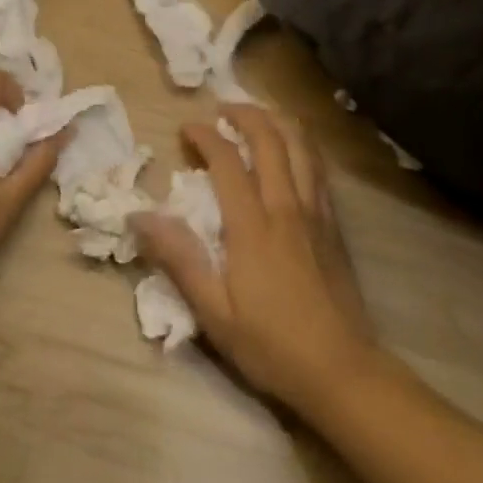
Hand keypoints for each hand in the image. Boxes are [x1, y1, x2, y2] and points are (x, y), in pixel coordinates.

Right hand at [133, 104, 376, 413]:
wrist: (343, 373)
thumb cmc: (272, 345)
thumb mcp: (214, 312)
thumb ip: (179, 259)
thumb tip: (139, 217)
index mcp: (253, 225)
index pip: (226, 160)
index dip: (204, 136)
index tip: (185, 129)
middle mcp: (286, 206)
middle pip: (269, 138)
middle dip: (243, 114)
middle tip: (221, 110)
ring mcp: (316, 212)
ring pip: (301, 146)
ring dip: (276, 122)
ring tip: (257, 118)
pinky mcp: (334, 225)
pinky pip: (318, 168)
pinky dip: (301, 145)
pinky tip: (291, 151)